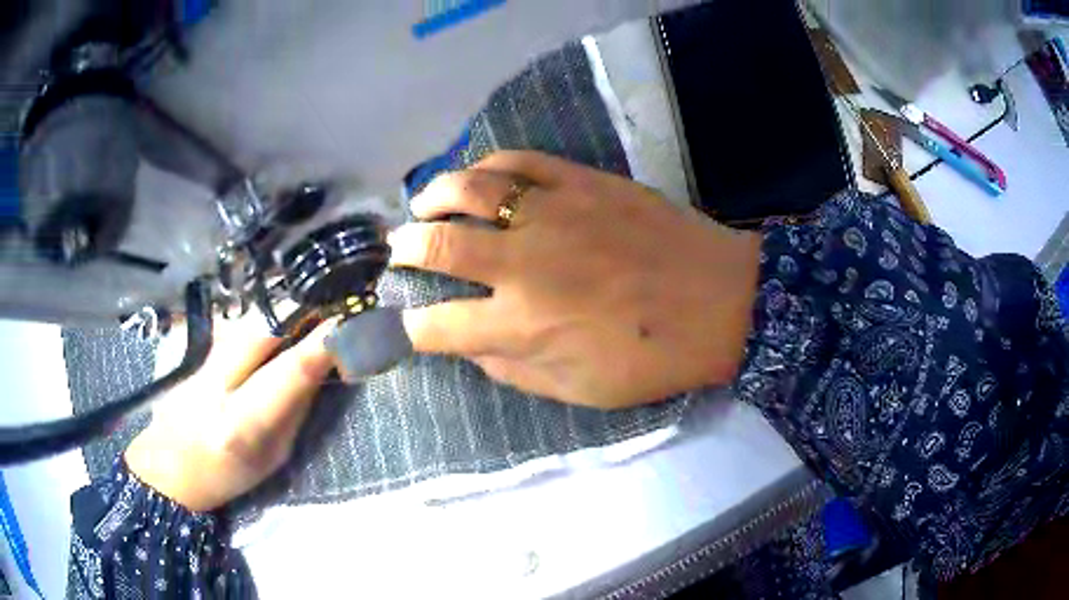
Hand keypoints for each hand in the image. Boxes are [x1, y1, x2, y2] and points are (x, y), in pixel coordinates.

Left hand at [124, 314, 336, 511]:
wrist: (168, 464)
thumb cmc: (226, 474)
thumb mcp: (273, 456)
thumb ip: (295, 409)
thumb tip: (322, 365)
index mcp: (240, 424)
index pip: (290, 371)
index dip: (324, 342)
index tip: (352, 322)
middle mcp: (215, 382)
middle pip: (264, 327)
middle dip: (302, 310)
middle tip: (332, 303)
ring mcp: (199, 358)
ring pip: (248, 320)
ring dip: (282, 311)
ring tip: (308, 312)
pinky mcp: (192, 347)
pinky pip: (235, 324)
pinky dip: (261, 319)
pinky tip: (273, 325)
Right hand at [390, 151, 761, 408]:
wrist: (720, 301)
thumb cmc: (652, 357)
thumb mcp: (579, 390)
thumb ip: (514, 370)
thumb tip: (472, 346)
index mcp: (521, 325)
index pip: (437, 326)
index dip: (407, 327)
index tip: (400, 322)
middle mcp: (522, 265)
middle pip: (437, 245)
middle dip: (405, 249)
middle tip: (399, 250)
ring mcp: (551, 214)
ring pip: (468, 189)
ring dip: (433, 196)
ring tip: (424, 205)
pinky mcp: (581, 181)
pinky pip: (518, 161)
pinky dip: (486, 165)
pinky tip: (478, 176)